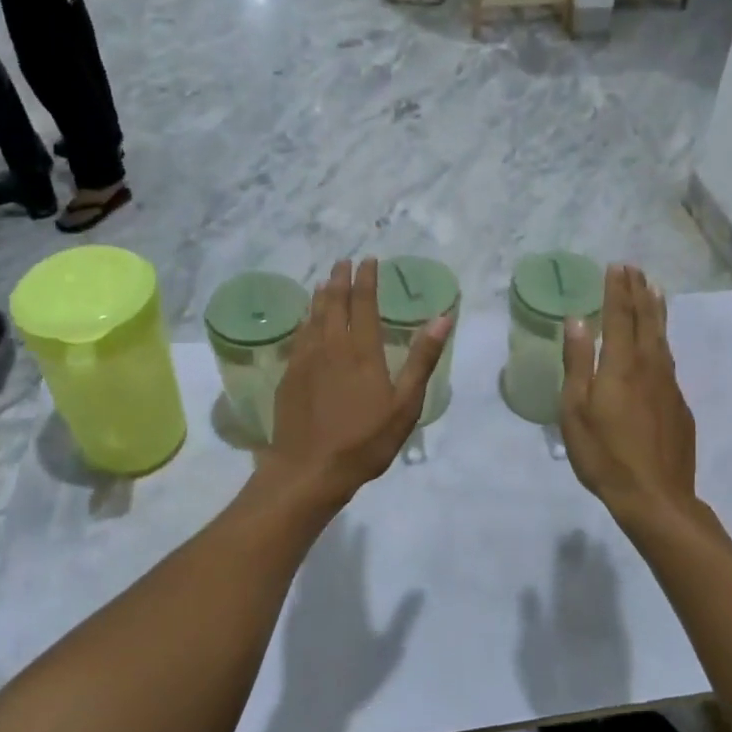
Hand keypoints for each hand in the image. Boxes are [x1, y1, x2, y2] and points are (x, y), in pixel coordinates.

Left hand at [267, 259, 451, 502]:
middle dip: (340, 279)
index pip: (364, 303)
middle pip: (334, 303)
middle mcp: (331, 346)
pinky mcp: (289, 376)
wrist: (309, 470)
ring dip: (321, 296)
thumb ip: (422, 359)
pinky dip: (305, 321)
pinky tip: (305, 321)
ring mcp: (305, 360)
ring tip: (325, 282)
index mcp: (362, 351)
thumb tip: (443, 318)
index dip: (366, 279)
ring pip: (313, 317)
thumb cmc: (364, 441)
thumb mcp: (405, 405)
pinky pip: (298, 337)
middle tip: (343, 262)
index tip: (369, 260)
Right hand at [560, 264, 697, 524]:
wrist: (656, 497)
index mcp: (622, 364)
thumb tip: (577, 320)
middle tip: (635, 270)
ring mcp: (670, 386)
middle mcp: (650, 366)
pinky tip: (660, 345)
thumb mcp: (576, 409)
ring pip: (663, 338)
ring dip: (656, 311)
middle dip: (639, 292)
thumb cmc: (605, 454)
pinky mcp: (680, 406)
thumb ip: (578, 362)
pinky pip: (669, 361)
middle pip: (646, 320)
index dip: (617, 290)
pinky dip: (662, 341)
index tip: (616, 266)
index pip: (619, 316)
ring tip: (654, 292)